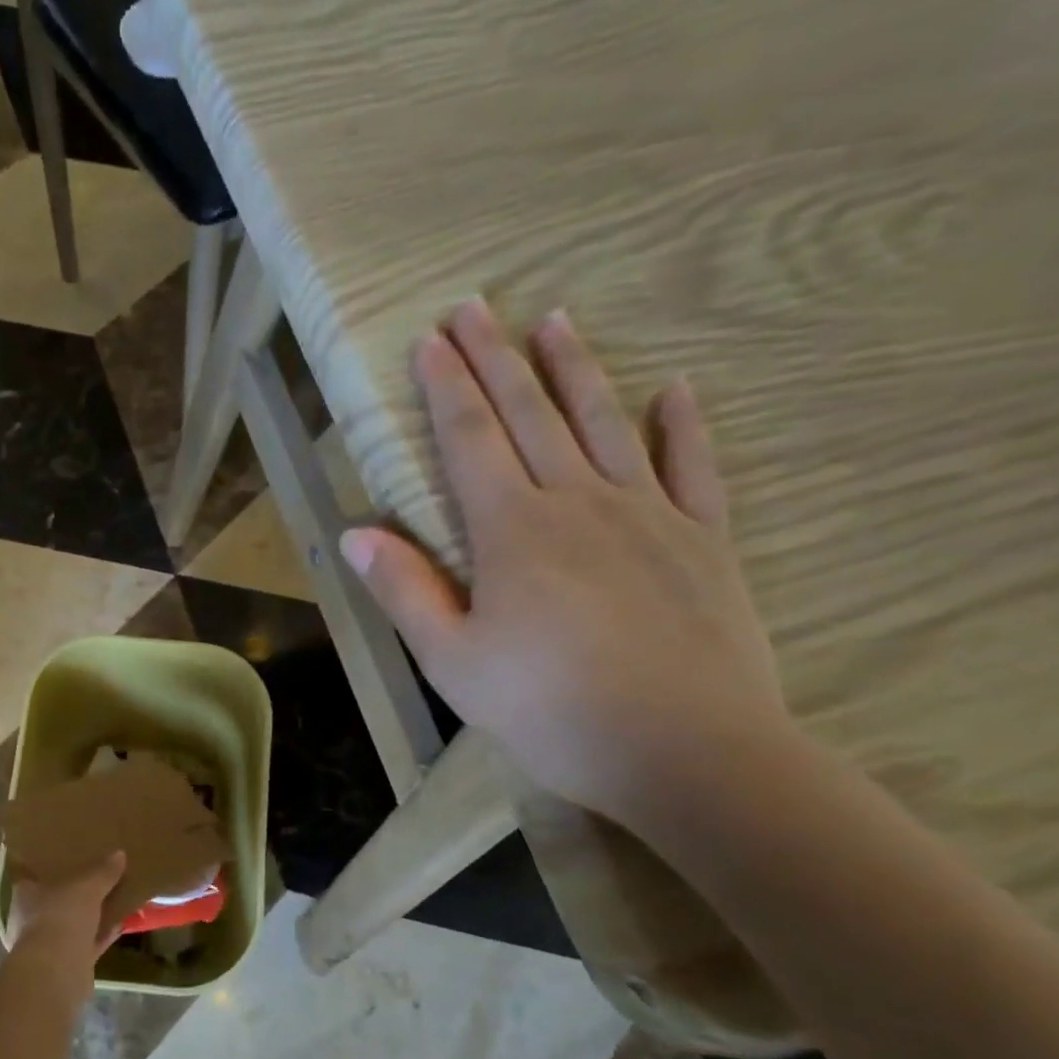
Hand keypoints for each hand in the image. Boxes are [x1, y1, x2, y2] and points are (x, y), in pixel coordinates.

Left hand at [5, 851, 126, 980]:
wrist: (57, 972)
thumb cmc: (61, 917)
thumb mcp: (87, 886)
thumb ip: (102, 871)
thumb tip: (119, 854)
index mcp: (26, 895)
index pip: (35, 875)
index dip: (52, 867)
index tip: (70, 858)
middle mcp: (31, 919)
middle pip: (56, 901)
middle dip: (75, 893)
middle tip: (97, 877)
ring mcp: (47, 944)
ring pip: (72, 924)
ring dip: (91, 916)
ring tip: (114, 898)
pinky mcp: (65, 965)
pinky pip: (87, 943)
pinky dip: (102, 935)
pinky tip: (121, 924)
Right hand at [340, 300, 790, 823]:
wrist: (685, 752)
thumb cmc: (549, 710)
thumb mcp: (452, 661)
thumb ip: (405, 591)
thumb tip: (355, 534)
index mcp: (512, 530)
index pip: (469, 439)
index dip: (445, 386)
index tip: (430, 339)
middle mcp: (578, 502)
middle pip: (530, 414)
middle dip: (496, 358)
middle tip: (475, 306)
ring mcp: (648, 514)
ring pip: (604, 423)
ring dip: (575, 369)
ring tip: (554, 322)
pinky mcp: (704, 541)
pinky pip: (692, 467)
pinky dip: (682, 425)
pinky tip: (674, 389)